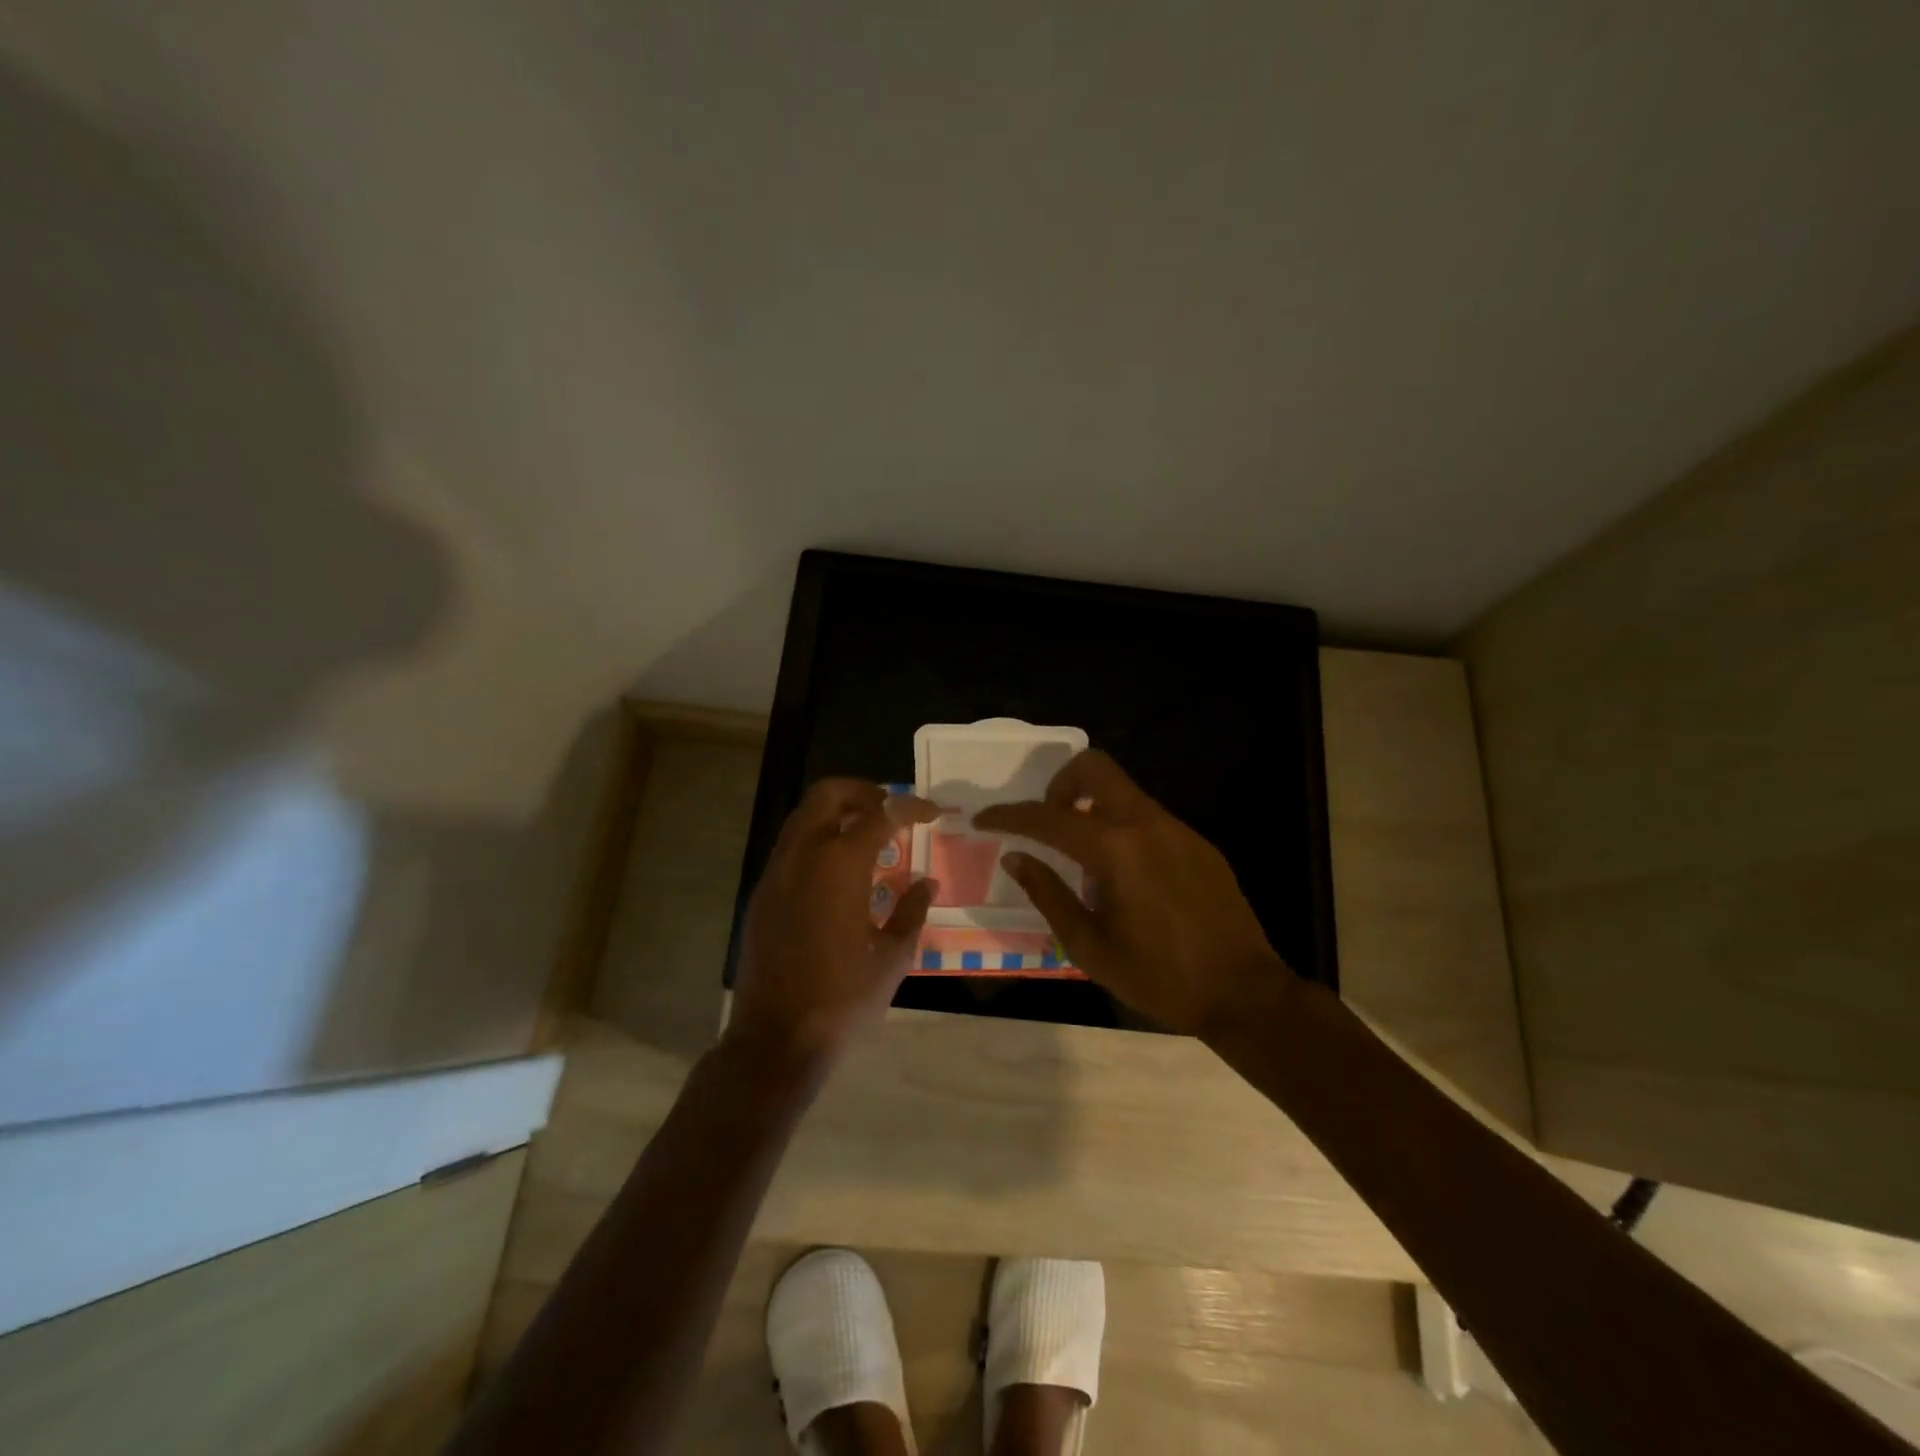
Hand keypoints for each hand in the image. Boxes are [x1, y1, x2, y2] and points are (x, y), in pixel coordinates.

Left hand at [729, 779, 941, 1066]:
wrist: (776, 1038)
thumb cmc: (843, 997)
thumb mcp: (893, 956)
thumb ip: (912, 910)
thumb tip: (927, 882)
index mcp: (840, 864)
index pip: (880, 814)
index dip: (910, 807)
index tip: (932, 812)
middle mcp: (803, 855)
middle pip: (828, 794)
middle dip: (863, 791)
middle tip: (890, 810)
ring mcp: (776, 872)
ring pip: (804, 816)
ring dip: (837, 813)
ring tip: (869, 837)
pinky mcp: (762, 894)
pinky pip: (791, 846)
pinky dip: (818, 839)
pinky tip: (839, 872)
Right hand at [973, 751, 1289, 1035]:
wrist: (1243, 992)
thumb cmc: (1159, 977)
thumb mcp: (1089, 945)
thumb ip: (1047, 894)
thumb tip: (1016, 858)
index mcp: (1115, 849)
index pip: (1047, 817)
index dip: (1010, 816)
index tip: (984, 819)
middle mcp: (1146, 824)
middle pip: (1093, 767)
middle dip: (1058, 785)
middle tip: (1047, 825)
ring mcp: (1178, 829)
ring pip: (1122, 790)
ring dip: (1091, 808)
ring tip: (1085, 861)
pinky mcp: (1197, 843)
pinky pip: (1147, 817)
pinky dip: (1122, 829)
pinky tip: (1126, 877)